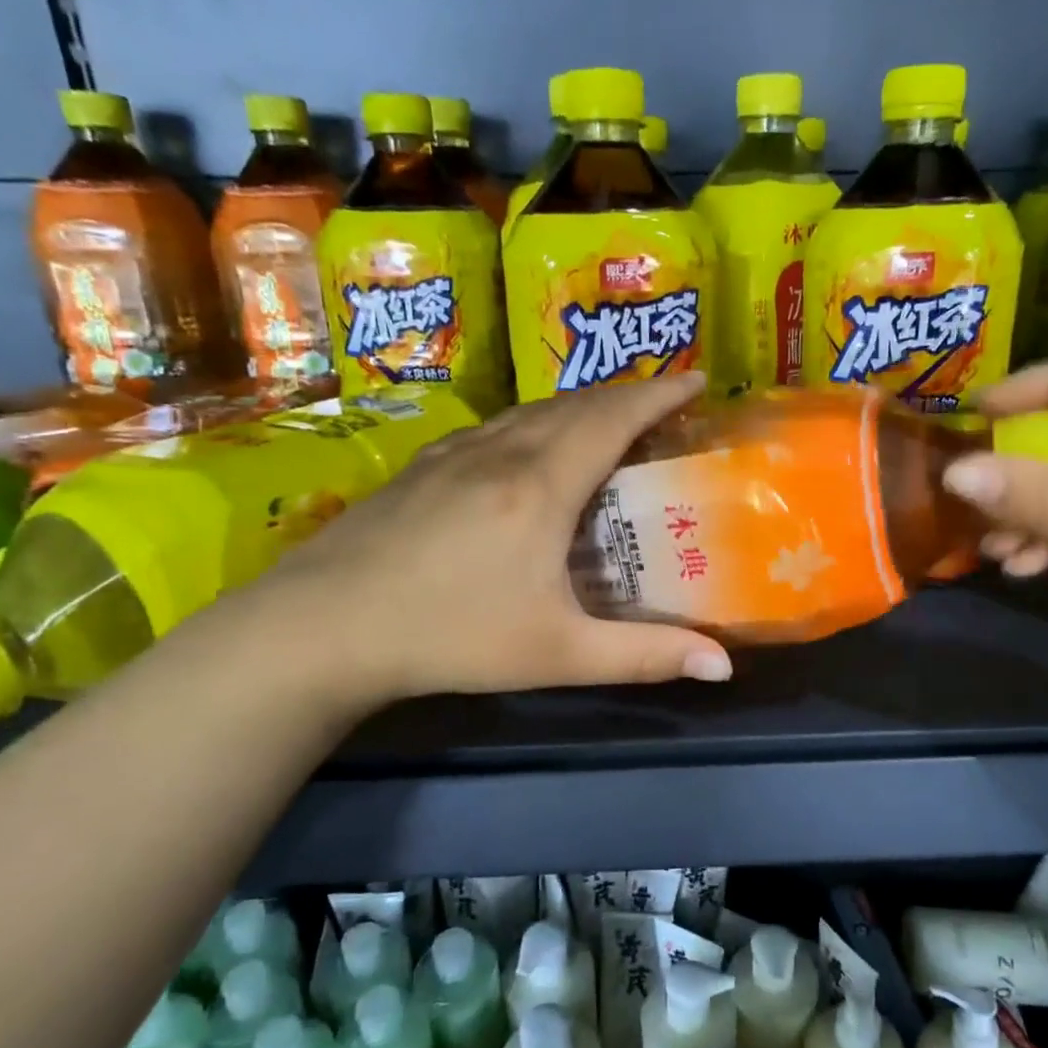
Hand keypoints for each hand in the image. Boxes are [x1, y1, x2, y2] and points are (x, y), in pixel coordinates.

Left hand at [256, 373, 732, 712]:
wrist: (323, 627)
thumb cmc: (452, 635)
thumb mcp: (558, 653)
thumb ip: (644, 656)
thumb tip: (724, 668)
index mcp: (541, 485)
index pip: (614, 417)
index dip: (661, 393)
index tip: (699, 379)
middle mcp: (502, 453)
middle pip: (576, 404)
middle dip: (628, 394)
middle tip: (665, 405)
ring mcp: (454, 454)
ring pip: (532, 410)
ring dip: (581, 405)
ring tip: (609, 420)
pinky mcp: (422, 467)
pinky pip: (497, 426)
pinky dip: (535, 422)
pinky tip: (529, 448)